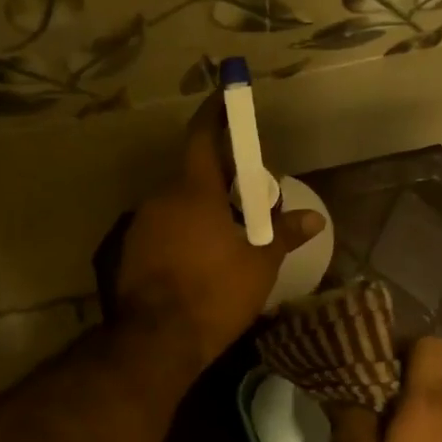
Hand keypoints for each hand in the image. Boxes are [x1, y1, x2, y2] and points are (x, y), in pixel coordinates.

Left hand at [116, 97, 322, 372]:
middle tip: (249, 200)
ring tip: (227, 238)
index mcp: (194, 191)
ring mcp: (140, 225)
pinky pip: (162, 230)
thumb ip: (284, 234)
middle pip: (194, 176)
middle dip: (222, 181)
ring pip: (177, 206)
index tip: (226, 99)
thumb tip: (314, 219)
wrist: (156, 341)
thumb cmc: (215, 294)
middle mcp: (161, 198)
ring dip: (201, 212)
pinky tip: (198, 262)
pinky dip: (182, 235)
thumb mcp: (259, 264)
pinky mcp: (127, 251)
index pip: (203, 137)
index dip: (216, 115)